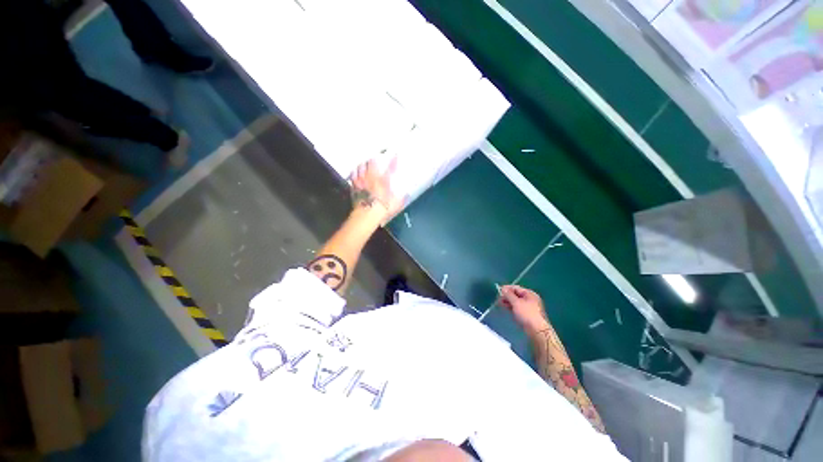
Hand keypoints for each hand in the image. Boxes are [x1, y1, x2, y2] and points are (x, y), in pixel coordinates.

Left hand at [349, 157, 404, 222]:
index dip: (394, 160)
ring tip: (365, 163)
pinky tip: (355, 172)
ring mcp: (361, 181)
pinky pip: (353, 175)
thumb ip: (401, 198)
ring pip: (361, 166)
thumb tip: (406, 195)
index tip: (395, 154)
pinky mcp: (354, 187)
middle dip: (375, 158)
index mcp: (384, 180)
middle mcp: (372, 178)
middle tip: (377, 157)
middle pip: (372, 162)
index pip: (391, 167)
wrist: (366, 214)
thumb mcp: (396, 205)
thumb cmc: (382, 209)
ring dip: (364, 164)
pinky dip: (354, 172)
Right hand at [499, 285, 549, 333]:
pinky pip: (517, 308)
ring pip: (516, 302)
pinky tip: (506, 308)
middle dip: (507, 296)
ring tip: (500, 304)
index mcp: (529, 293)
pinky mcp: (527, 314)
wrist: (537, 330)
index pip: (516, 288)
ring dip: (508, 302)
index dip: (507, 288)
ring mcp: (529, 307)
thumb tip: (502, 288)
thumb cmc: (527, 314)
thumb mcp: (516, 302)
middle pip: (516, 295)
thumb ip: (508, 294)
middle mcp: (530, 299)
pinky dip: (511, 307)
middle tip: (498, 299)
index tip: (498, 291)